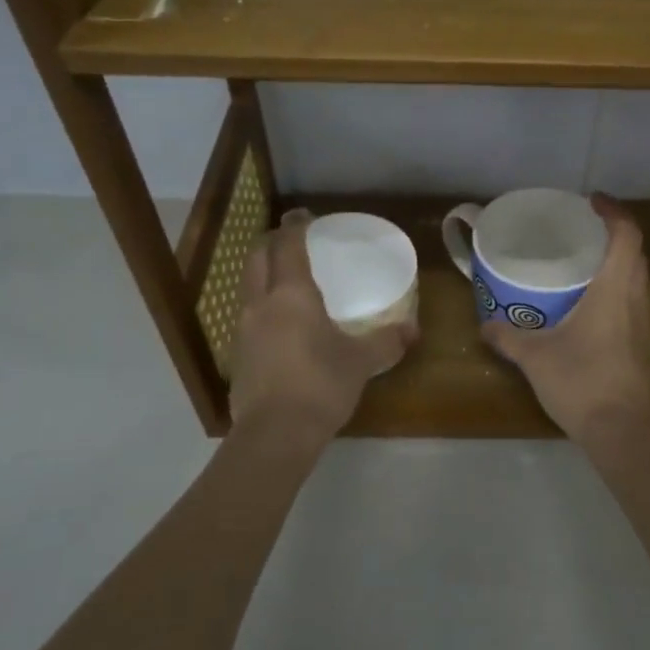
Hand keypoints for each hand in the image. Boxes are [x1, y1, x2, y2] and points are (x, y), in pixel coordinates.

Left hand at [230, 210, 416, 444]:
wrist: (274, 435)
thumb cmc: (320, 385)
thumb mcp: (361, 362)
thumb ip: (386, 342)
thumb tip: (412, 330)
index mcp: (292, 294)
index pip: (289, 245)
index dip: (296, 225)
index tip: (304, 215)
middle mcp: (261, 303)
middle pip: (257, 257)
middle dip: (272, 242)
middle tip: (293, 241)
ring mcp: (244, 329)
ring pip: (248, 285)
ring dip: (264, 273)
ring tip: (286, 279)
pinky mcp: (238, 355)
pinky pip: (248, 315)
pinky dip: (262, 305)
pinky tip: (281, 323)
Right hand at [481, 195, 649, 442]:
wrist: (620, 431)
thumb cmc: (582, 383)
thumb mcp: (535, 358)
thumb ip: (508, 337)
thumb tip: (485, 325)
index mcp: (613, 291)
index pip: (626, 236)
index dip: (614, 212)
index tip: (592, 200)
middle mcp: (633, 300)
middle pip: (635, 253)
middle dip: (613, 233)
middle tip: (581, 229)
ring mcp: (639, 323)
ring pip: (635, 277)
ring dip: (616, 261)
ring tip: (580, 260)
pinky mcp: (637, 343)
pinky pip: (629, 299)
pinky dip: (613, 287)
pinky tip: (584, 302)